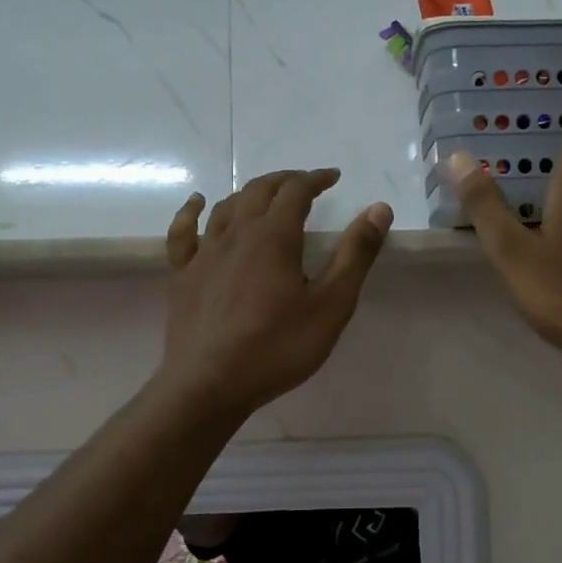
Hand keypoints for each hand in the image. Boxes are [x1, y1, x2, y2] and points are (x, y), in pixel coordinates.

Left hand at [162, 169, 391, 416]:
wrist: (210, 385)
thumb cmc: (277, 347)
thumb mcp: (331, 305)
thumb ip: (355, 255)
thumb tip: (378, 208)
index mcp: (274, 237)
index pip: (296, 191)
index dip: (316, 179)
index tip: (332, 177)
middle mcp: (236, 234)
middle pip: (259, 191)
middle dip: (285, 181)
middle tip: (305, 184)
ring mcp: (204, 253)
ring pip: (226, 207)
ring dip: (249, 193)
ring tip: (266, 195)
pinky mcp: (183, 275)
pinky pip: (183, 231)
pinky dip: (191, 211)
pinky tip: (196, 203)